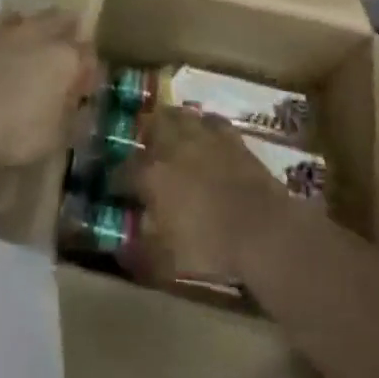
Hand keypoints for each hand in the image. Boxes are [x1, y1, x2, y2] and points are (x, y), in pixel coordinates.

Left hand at [0, 9, 97, 168]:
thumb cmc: (13, 132)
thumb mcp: (54, 138)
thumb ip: (73, 118)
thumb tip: (82, 107)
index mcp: (65, 57)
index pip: (89, 54)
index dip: (90, 70)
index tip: (86, 86)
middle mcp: (36, 34)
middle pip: (60, 20)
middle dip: (66, 31)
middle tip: (63, 51)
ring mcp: (1, 31)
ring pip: (24, 20)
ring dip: (29, 31)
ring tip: (26, 50)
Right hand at [127, 107, 290, 284]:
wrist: (264, 229)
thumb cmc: (211, 247)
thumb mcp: (168, 262)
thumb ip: (141, 253)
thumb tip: (121, 251)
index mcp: (151, 174)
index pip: (122, 172)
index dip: (115, 181)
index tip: (114, 190)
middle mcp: (171, 146)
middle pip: (149, 126)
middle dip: (143, 136)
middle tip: (145, 152)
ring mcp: (202, 136)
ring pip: (178, 115)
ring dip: (171, 123)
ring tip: (171, 136)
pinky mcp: (230, 137)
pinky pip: (211, 121)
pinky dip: (204, 126)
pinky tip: (205, 136)